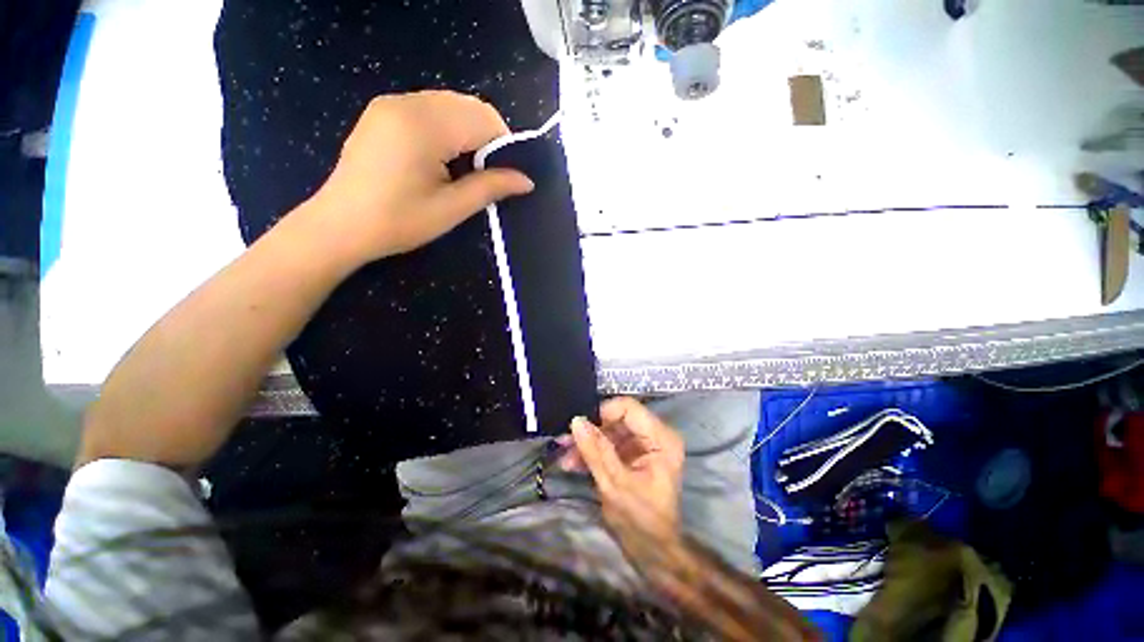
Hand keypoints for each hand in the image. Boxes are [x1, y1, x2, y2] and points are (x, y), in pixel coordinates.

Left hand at [306, 91, 533, 263]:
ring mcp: (391, 103)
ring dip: (466, 132)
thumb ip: (491, 187)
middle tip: (482, 174)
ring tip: (461, 168)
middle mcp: (407, 102)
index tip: (502, 176)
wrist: (340, 226)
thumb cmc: (398, 221)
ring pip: (449, 104)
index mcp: (424, 125)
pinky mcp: (382, 111)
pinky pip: (429, 108)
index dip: (502, 146)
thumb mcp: (451, 208)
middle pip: (468, 106)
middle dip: (485, 137)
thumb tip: (527, 181)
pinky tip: (439, 157)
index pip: (483, 119)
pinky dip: (446, 128)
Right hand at [562, 397, 686, 562]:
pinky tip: (573, 463)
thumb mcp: (615, 484)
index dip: (602, 413)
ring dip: (588, 442)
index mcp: (661, 439)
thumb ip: (596, 451)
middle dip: (591, 430)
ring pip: (610, 431)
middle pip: (618, 419)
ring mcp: (644, 445)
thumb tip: (577, 421)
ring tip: (565, 456)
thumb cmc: (641, 520)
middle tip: (564, 441)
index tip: (579, 426)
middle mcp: (655, 435)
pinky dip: (593, 452)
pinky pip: (610, 444)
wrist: (652, 551)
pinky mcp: (633, 454)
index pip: (629, 408)